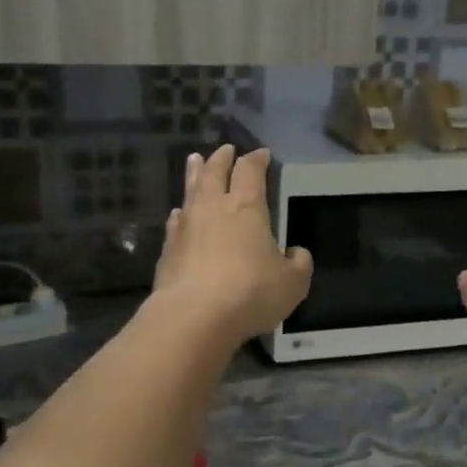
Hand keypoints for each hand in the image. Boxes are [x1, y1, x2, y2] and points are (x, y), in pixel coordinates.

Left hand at [153, 144, 312, 343]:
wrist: (194, 316)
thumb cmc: (250, 293)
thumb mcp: (292, 283)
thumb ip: (298, 264)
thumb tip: (296, 253)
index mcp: (246, 207)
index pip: (250, 171)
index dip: (256, 160)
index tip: (261, 154)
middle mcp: (213, 208)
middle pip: (215, 172)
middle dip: (221, 158)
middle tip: (225, 150)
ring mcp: (186, 227)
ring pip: (190, 190)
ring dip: (195, 174)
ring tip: (195, 161)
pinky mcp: (168, 249)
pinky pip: (176, 221)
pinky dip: (181, 213)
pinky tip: (179, 214)